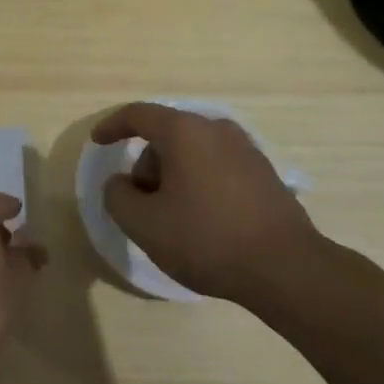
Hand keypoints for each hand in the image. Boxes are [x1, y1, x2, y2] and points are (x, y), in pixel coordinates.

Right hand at [91, 103, 323, 304]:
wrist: (286, 268)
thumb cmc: (206, 239)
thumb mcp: (144, 224)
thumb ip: (118, 196)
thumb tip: (121, 183)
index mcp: (184, 132)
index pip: (138, 115)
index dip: (112, 126)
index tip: (98, 142)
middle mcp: (216, 130)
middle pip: (167, 135)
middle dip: (146, 165)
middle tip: (142, 205)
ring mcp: (246, 149)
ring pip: (193, 152)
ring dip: (174, 177)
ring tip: (174, 219)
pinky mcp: (264, 173)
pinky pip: (217, 167)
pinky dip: (199, 184)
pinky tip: (203, 222)